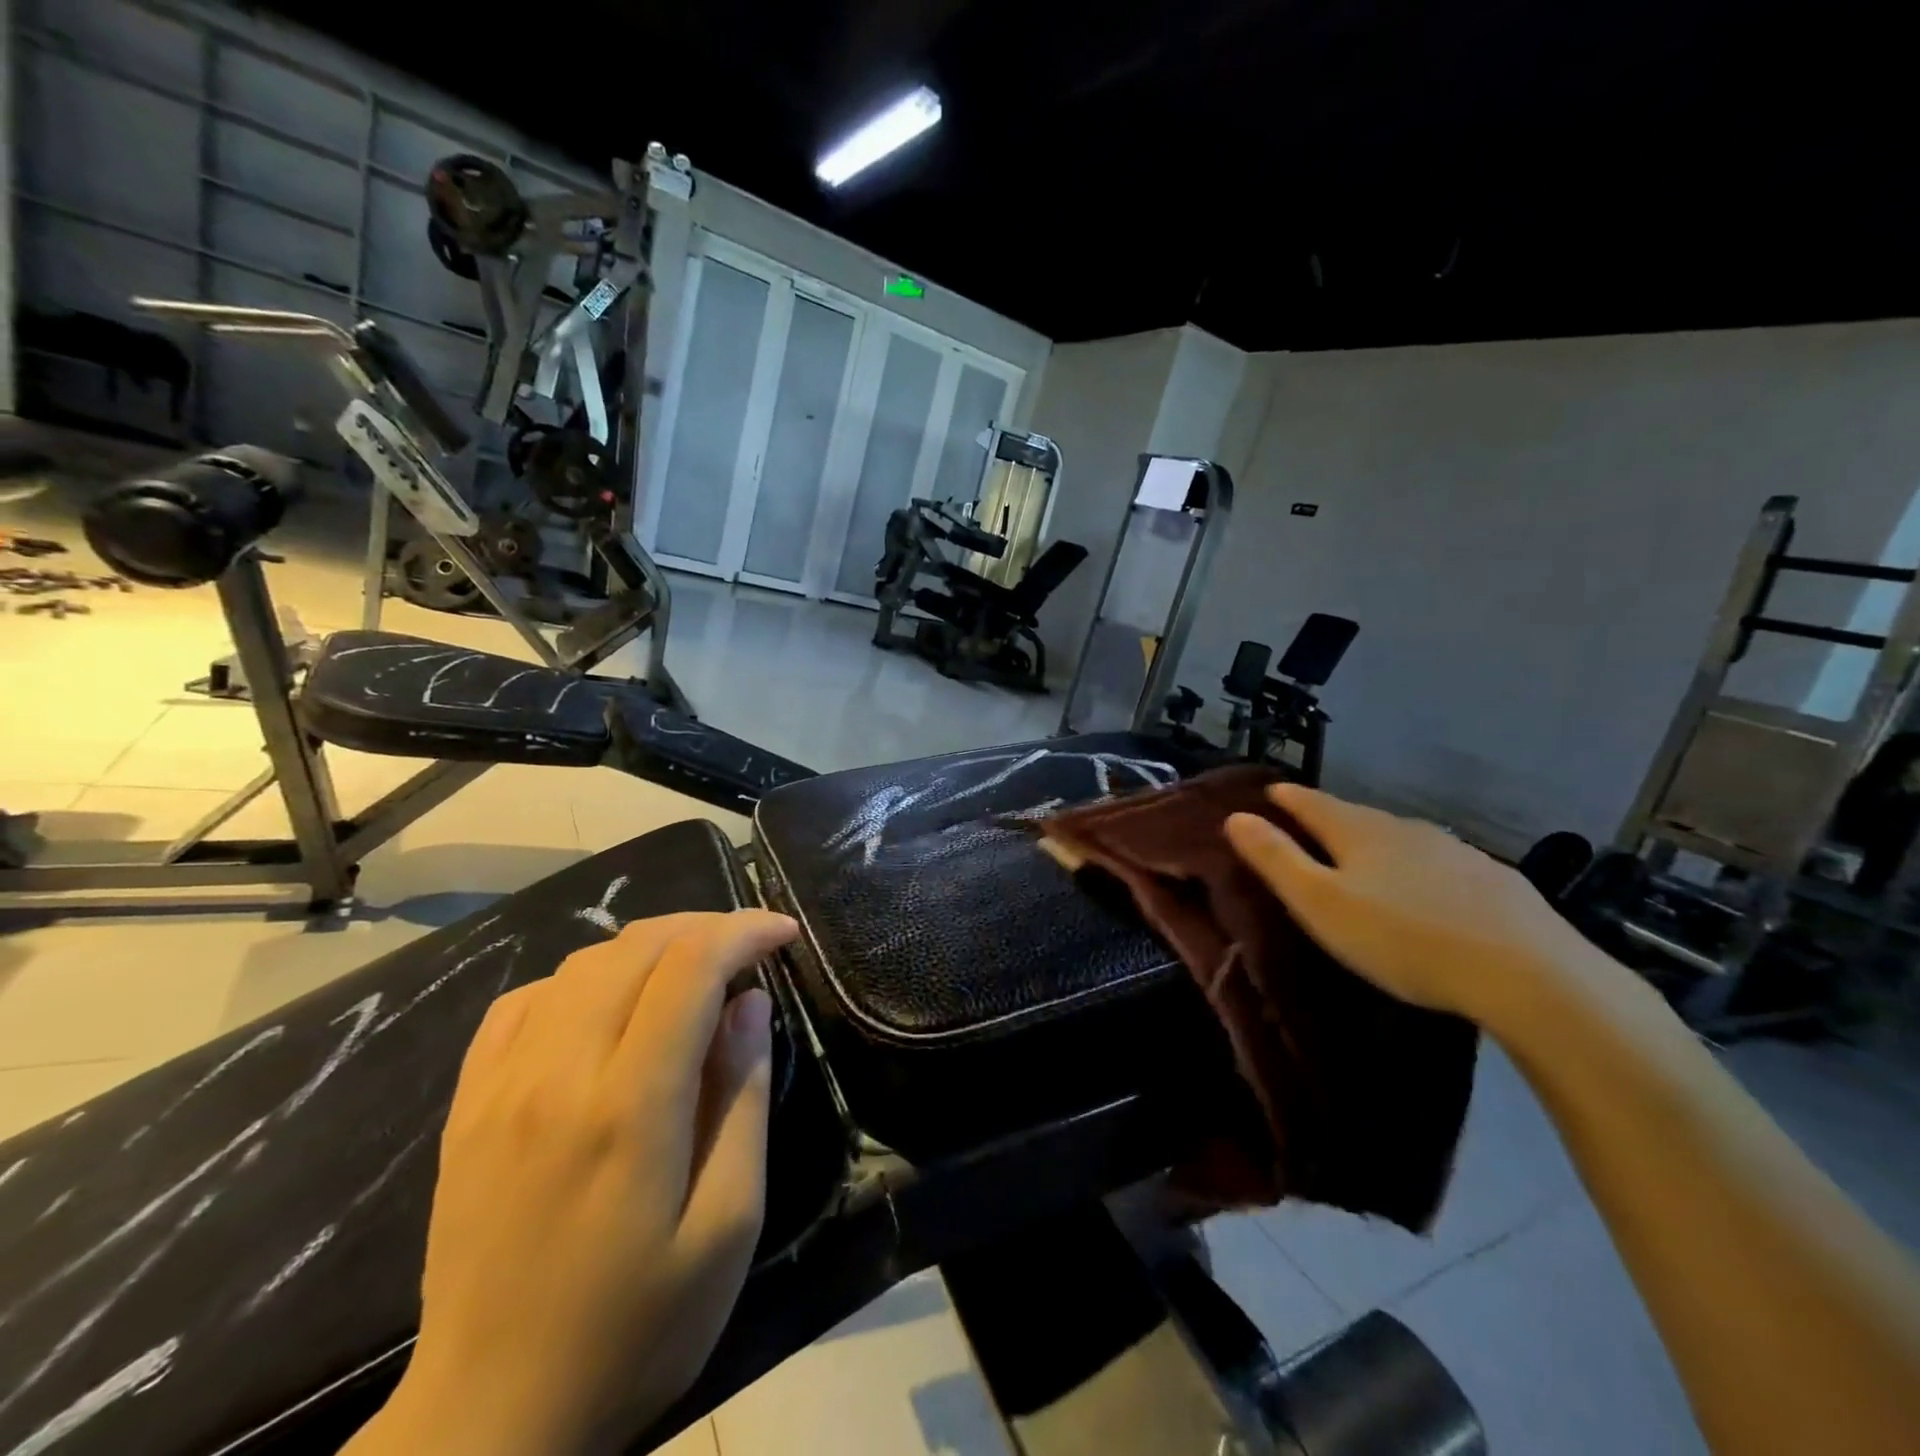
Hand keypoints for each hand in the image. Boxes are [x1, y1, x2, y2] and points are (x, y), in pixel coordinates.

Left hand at [357, 910, 799, 1455]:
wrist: (489, 1422)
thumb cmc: (635, 1327)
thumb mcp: (727, 1223)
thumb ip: (741, 1098)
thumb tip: (751, 1002)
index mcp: (629, 1107)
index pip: (691, 967)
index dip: (744, 931)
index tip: (784, 933)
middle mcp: (558, 1074)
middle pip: (636, 948)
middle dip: (704, 928)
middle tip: (748, 949)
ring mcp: (501, 1086)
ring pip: (581, 963)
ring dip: (648, 947)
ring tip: (690, 971)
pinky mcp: (467, 1105)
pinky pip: (522, 1001)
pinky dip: (580, 979)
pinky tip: (607, 1005)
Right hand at [1224, 784, 1619, 1029]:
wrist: (1531, 974)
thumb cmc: (1403, 938)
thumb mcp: (1320, 903)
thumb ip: (1275, 858)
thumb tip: (1235, 816)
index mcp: (1358, 831)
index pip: (1310, 802)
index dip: (1286, 797)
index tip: (1269, 792)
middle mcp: (1405, 829)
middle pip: (1356, 816)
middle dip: (1330, 819)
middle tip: (1310, 830)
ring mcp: (1456, 851)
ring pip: (1402, 838)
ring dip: (1377, 843)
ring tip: (1366, 861)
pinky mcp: (1496, 881)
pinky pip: (1441, 864)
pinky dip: (1421, 869)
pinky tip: (1429, 891)